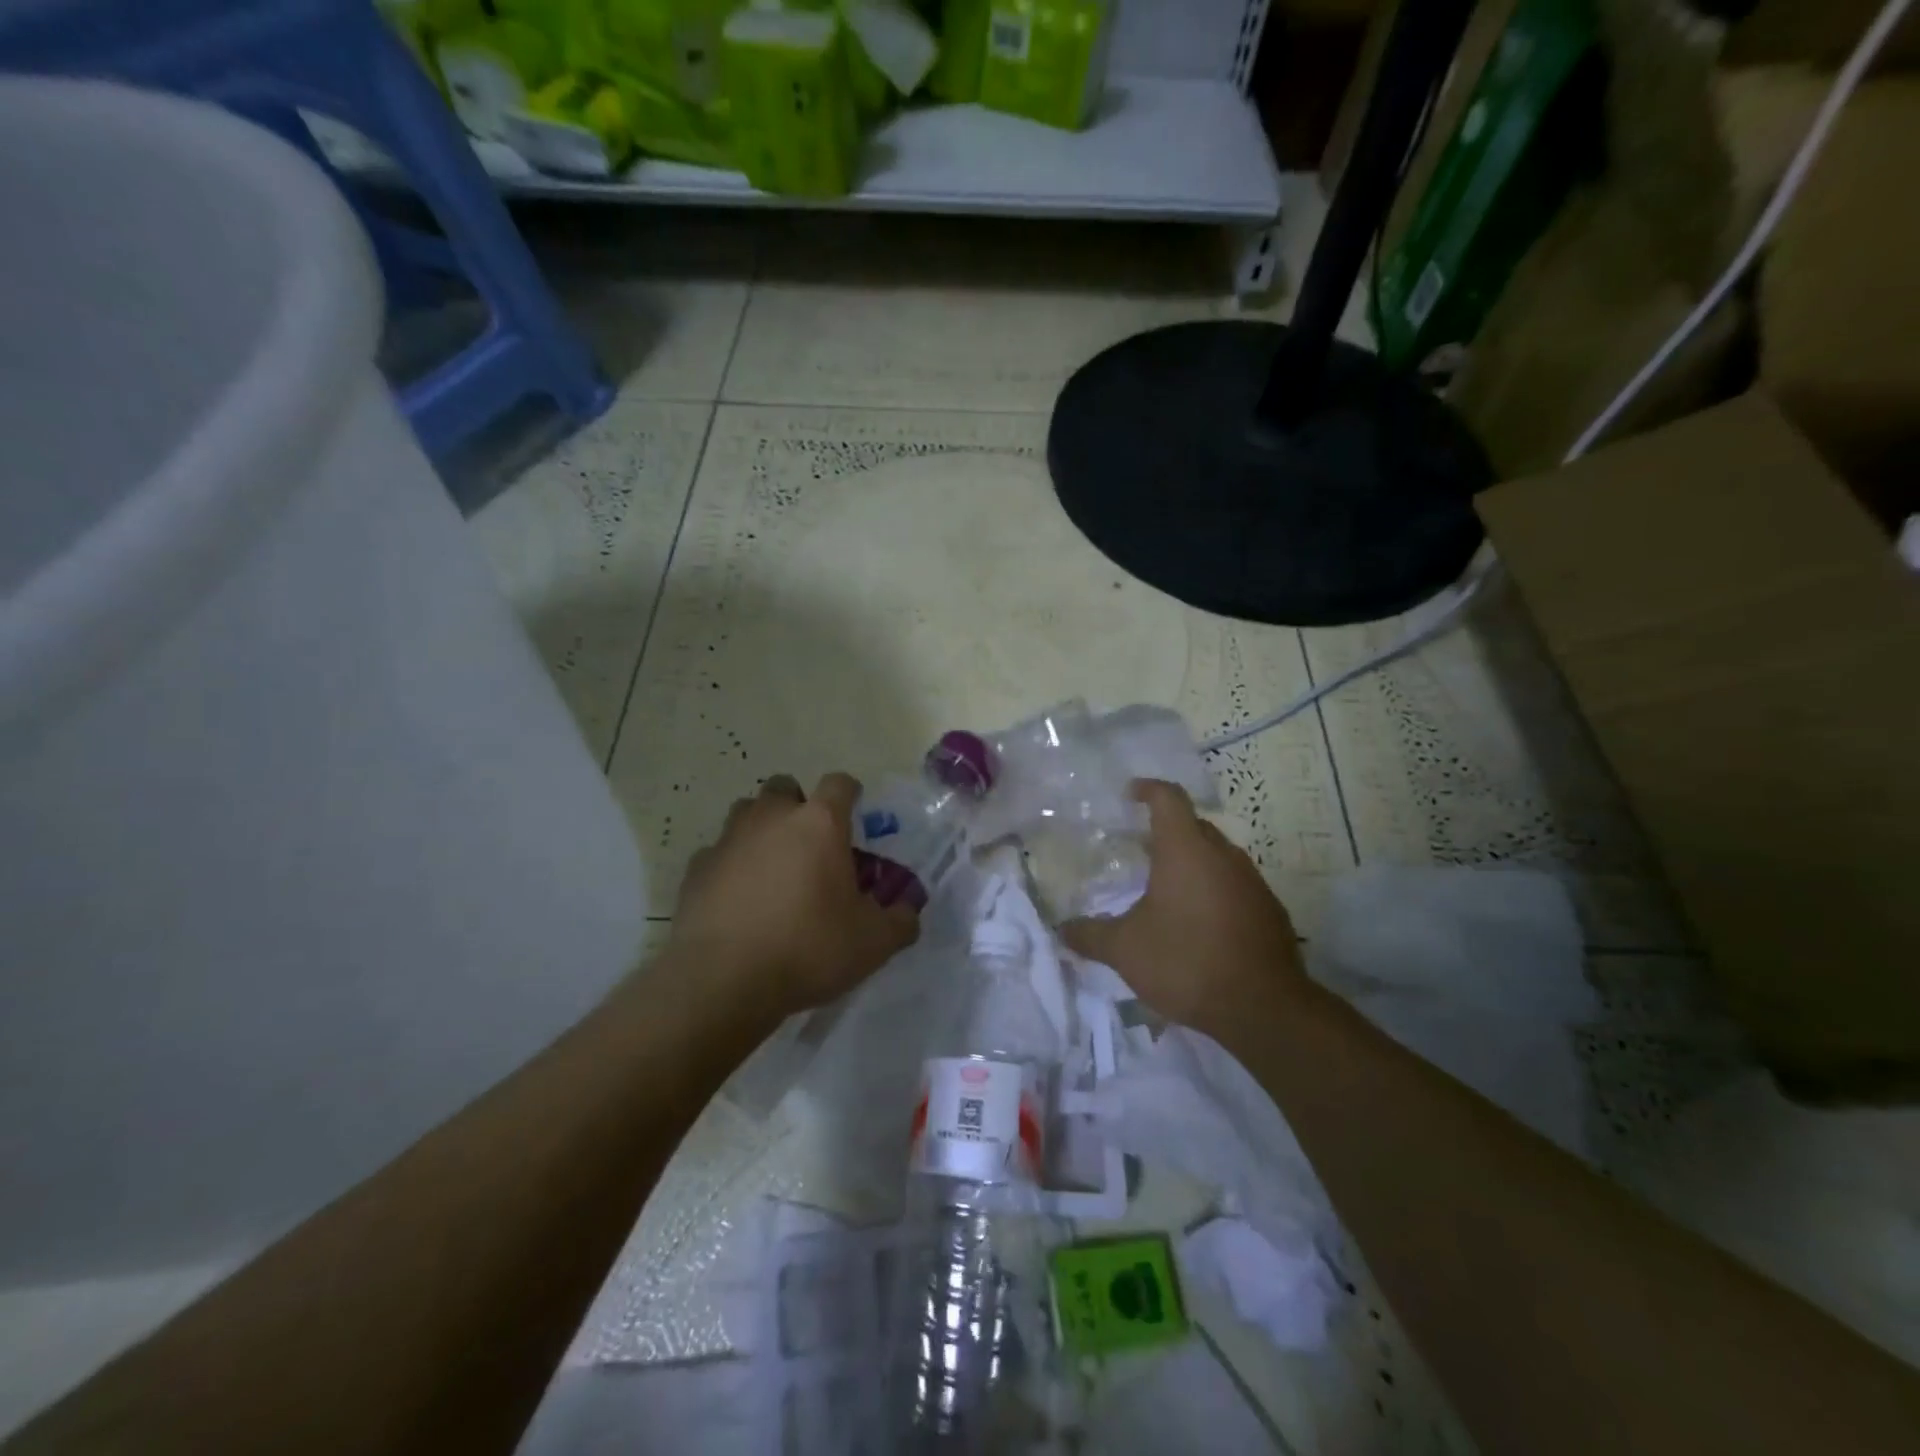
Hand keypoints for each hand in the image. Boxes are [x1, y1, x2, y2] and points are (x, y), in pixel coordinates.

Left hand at [670, 772, 919, 1019]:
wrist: (723, 980)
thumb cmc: (808, 948)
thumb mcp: (873, 943)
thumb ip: (901, 921)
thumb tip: (909, 910)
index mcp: (819, 823)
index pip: (839, 784)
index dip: (851, 795)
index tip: (855, 817)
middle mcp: (772, 817)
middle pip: (786, 788)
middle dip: (799, 807)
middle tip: (811, 846)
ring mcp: (729, 839)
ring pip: (747, 813)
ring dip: (762, 830)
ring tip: (774, 869)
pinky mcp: (696, 868)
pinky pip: (719, 852)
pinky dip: (732, 865)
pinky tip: (739, 899)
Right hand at [1061, 780, 1306, 1038]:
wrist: (1265, 1009)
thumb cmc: (1187, 962)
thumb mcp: (1126, 950)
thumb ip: (1090, 935)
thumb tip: (1060, 929)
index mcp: (1186, 850)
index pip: (1168, 798)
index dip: (1147, 789)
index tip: (1130, 794)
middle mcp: (1223, 855)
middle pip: (1193, 826)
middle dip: (1166, 830)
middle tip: (1138, 848)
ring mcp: (1252, 882)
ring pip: (1216, 856)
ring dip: (1191, 862)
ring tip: (1165, 886)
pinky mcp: (1269, 911)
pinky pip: (1234, 885)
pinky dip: (1212, 889)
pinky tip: (1197, 922)